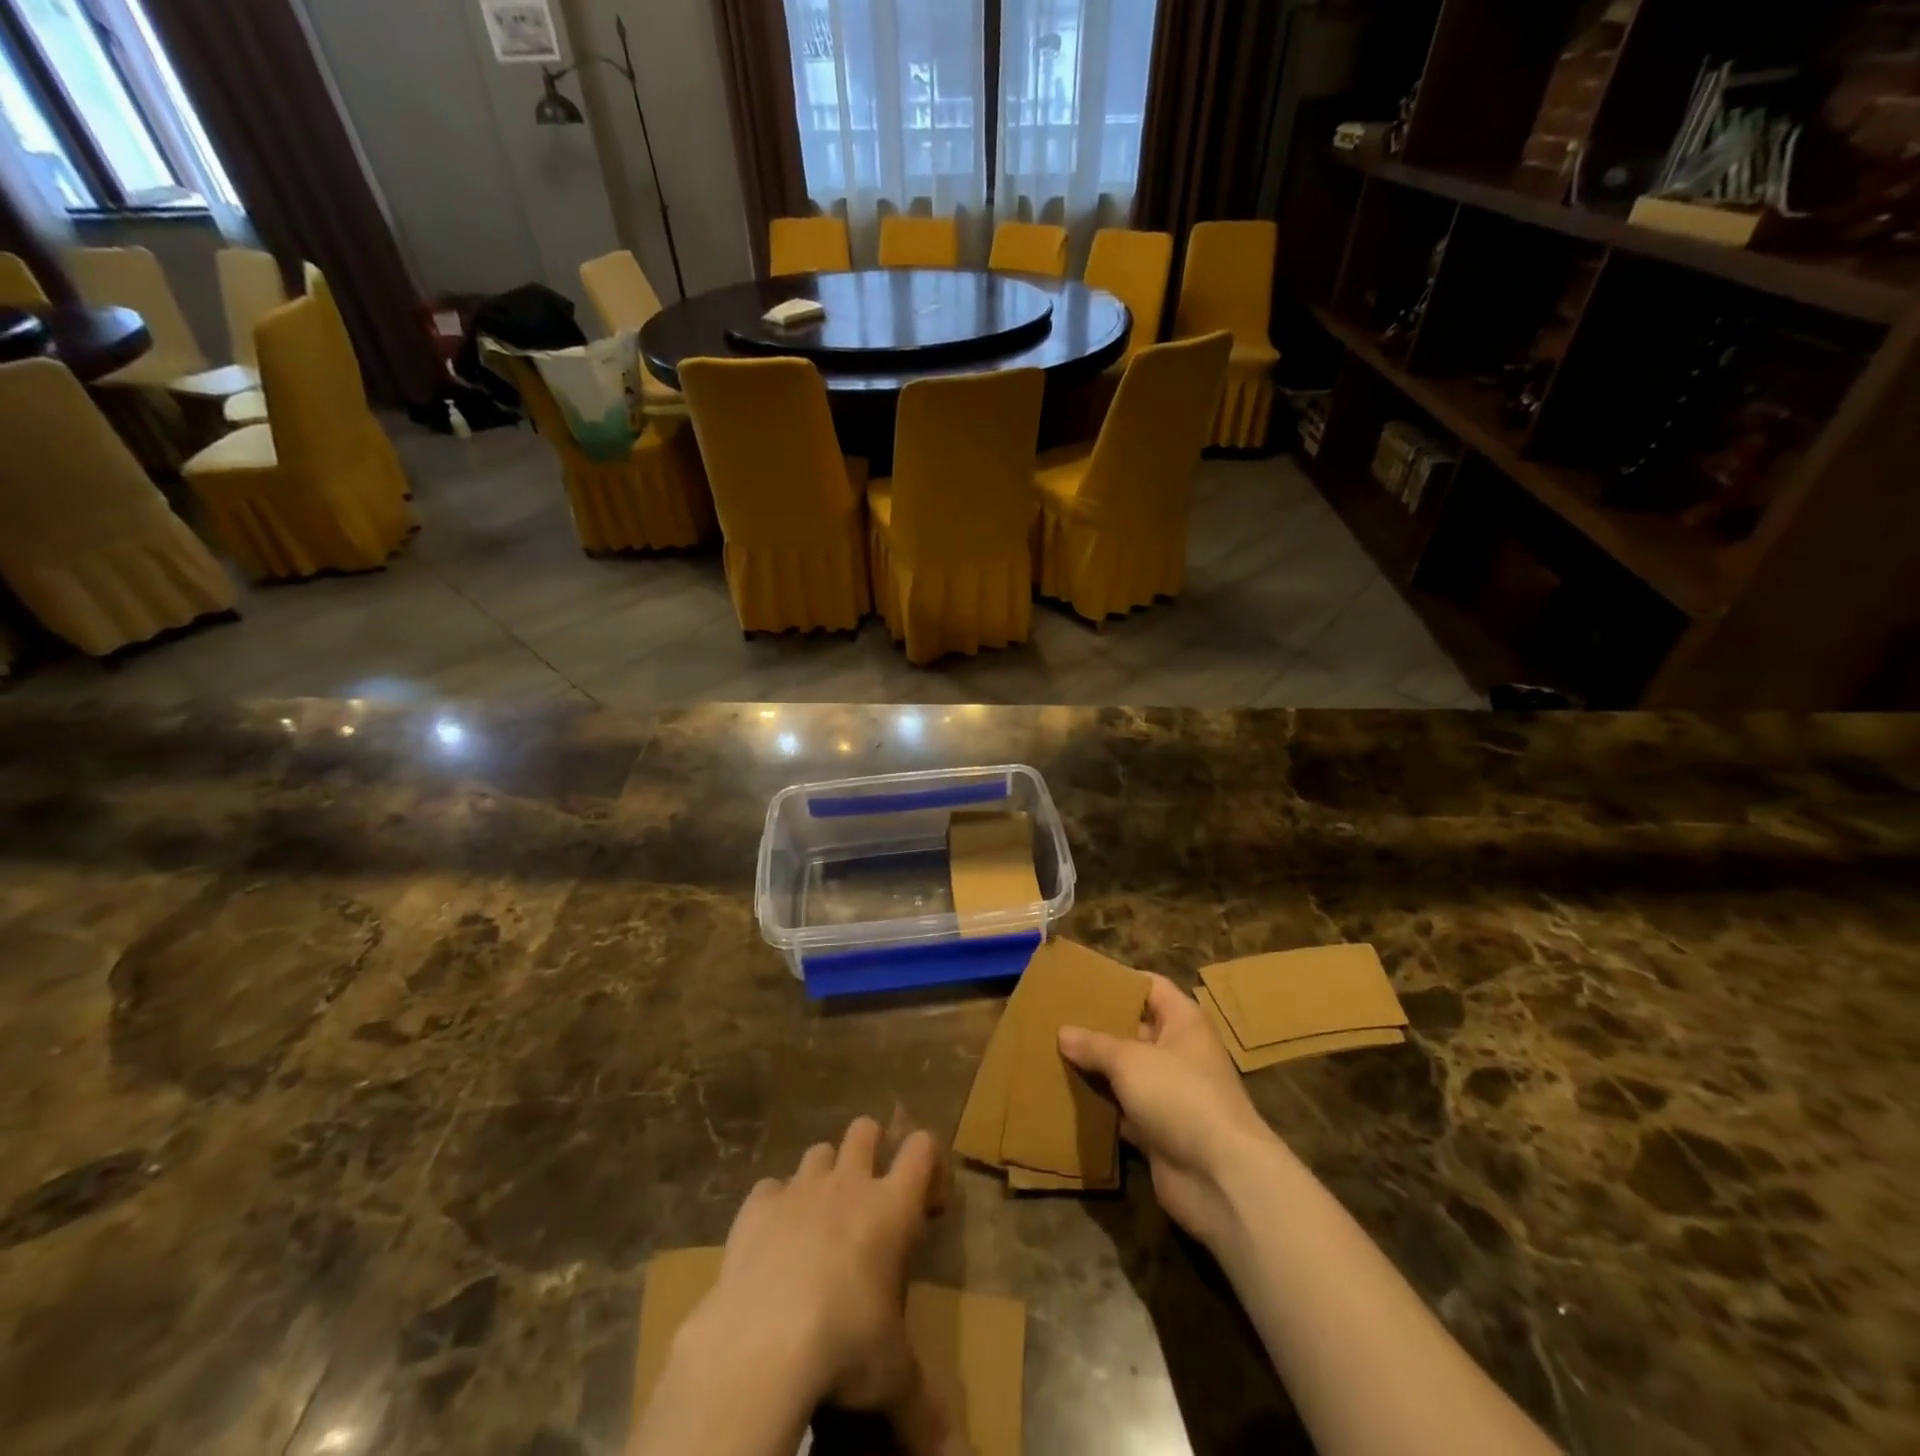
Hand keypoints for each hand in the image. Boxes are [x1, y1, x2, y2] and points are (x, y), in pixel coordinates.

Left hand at [685, 1116, 966, 1454]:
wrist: (762, 1340)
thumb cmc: (845, 1344)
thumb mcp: (893, 1378)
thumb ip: (927, 1408)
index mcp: (892, 1207)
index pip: (923, 1148)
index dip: (929, 1164)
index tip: (927, 1204)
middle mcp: (848, 1183)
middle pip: (865, 1129)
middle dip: (871, 1149)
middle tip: (870, 1197)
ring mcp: (799, 1190)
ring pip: (818, 1152)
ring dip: (823, 1176)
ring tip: (820, 1221)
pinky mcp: (755, 1207)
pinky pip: (769, 1188)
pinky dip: (774, 1206)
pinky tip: (771, 1242)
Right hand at [1059, 974, 1276, 1249]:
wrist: (1221, 1178)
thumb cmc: (1180, 1096)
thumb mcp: (1130, 1060)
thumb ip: (1095, 1044)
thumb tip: (1063, 1032)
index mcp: (1183, 1022)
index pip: (1151, 987)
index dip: (1120, 980)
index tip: (1082, 980)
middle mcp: (1179, 1053)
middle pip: (1135, 1030)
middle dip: (1099, 1026)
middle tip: (1057, 1018)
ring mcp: (1171, 1095)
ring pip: (1127, 1074)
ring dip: (1097, 1069)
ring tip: (1054, 1054)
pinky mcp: (1160, 1132)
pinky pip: (1124, 1111)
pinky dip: (1102, 1108)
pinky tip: (1068, 1099)